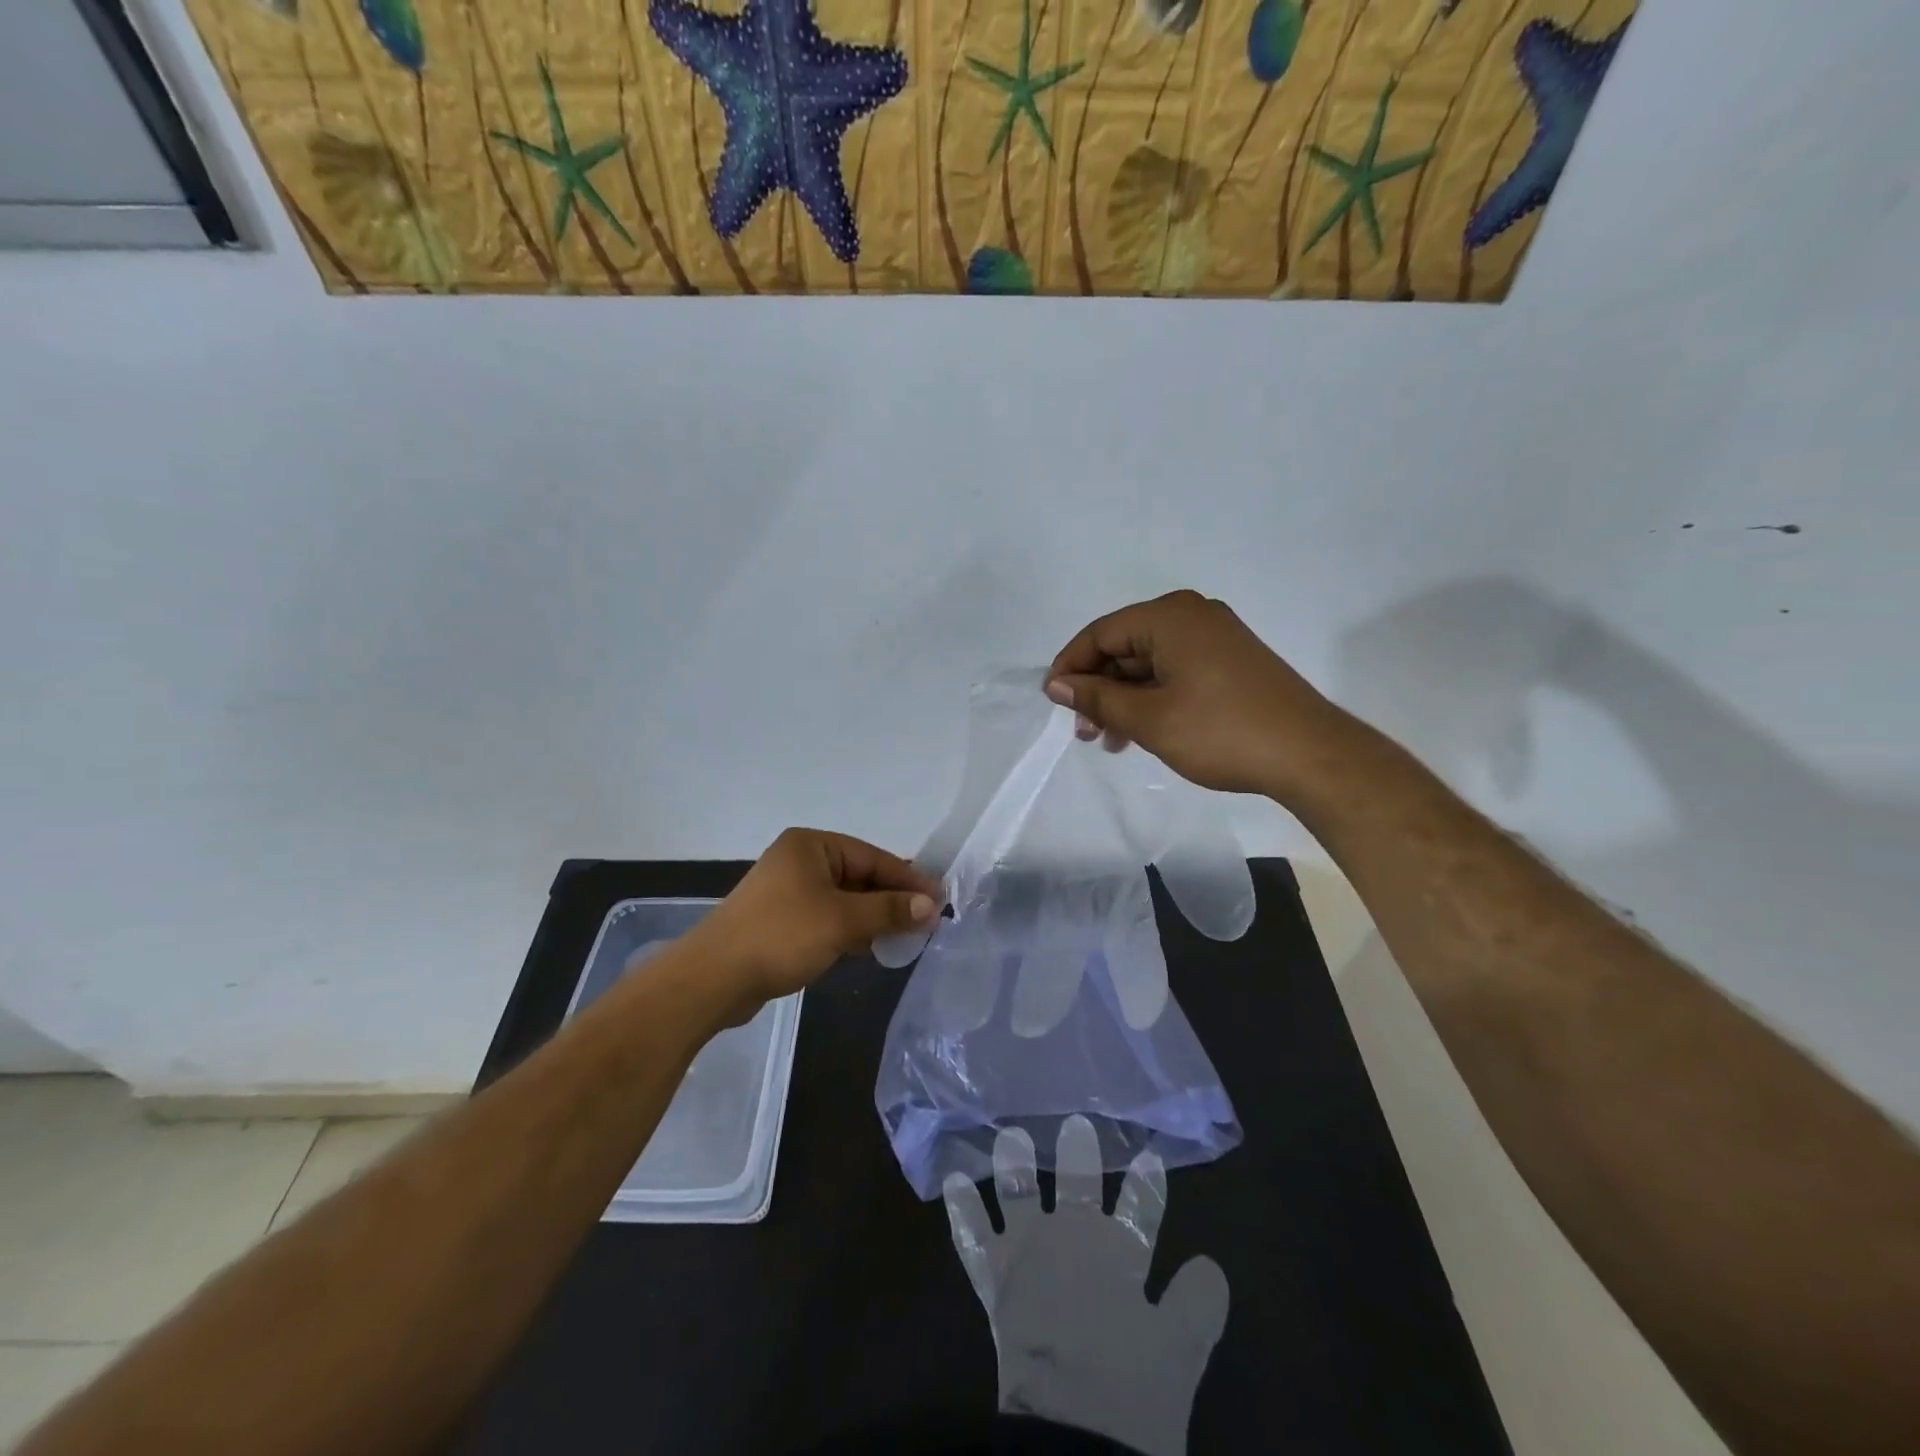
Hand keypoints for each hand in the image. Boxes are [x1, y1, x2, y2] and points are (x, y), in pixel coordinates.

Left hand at [688, 829, 941, 1019]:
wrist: (713, 979)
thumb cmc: (782, 936)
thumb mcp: (843, 920)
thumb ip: (889, 910)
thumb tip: (931, 904)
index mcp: (811, 846)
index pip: (872, 857)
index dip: (908, 879)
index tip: (939, 900)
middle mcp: (799, 861)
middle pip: (860, 877)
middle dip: (891, 901)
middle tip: (926, 923)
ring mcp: (788, 892)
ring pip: (845, 901)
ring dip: (873, 918)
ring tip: (904, 939)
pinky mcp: (781, 921)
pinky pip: (827, 919)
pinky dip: (850, 931)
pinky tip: (869, 949)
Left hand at [943, 1117, 1228, 1455]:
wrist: (1073, 1432)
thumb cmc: (1131, 1393)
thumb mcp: (1181, 1353)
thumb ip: (1197, 1305)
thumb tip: (1210, 1265)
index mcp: (1120, 1254)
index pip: (1141, 1209)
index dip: (1147, 1186)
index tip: (1151, 1157)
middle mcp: (1072, 1238)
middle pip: (1078, 1186)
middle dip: (1079, 1154)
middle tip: (1076, 1124)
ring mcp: (1028, 1253)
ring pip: (1020, 1194)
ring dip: (1015, 1164)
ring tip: (1009, 1136)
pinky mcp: (995, 1278)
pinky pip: (972, 1236)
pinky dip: (963, 1208)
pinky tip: (953, 1181)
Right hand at [1046, 590, 1357, 799]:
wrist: (1309, 754)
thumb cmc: (1220, 732)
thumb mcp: (1148, 718)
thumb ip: (1097, 698)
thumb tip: (1056, 684)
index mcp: (1169, 617)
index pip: (1100, 633)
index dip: (1070, 667)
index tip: (1052, 703)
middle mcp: (1191, 616)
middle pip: (1124, 647)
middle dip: (1098, 689)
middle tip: (1084, 732)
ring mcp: (1215, 637)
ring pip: (1149, 663)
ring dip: (1123, 700)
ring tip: (1110, 741)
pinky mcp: (1230, 661)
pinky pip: (1175, 671)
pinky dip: (1152, 699)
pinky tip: (1142, 732)